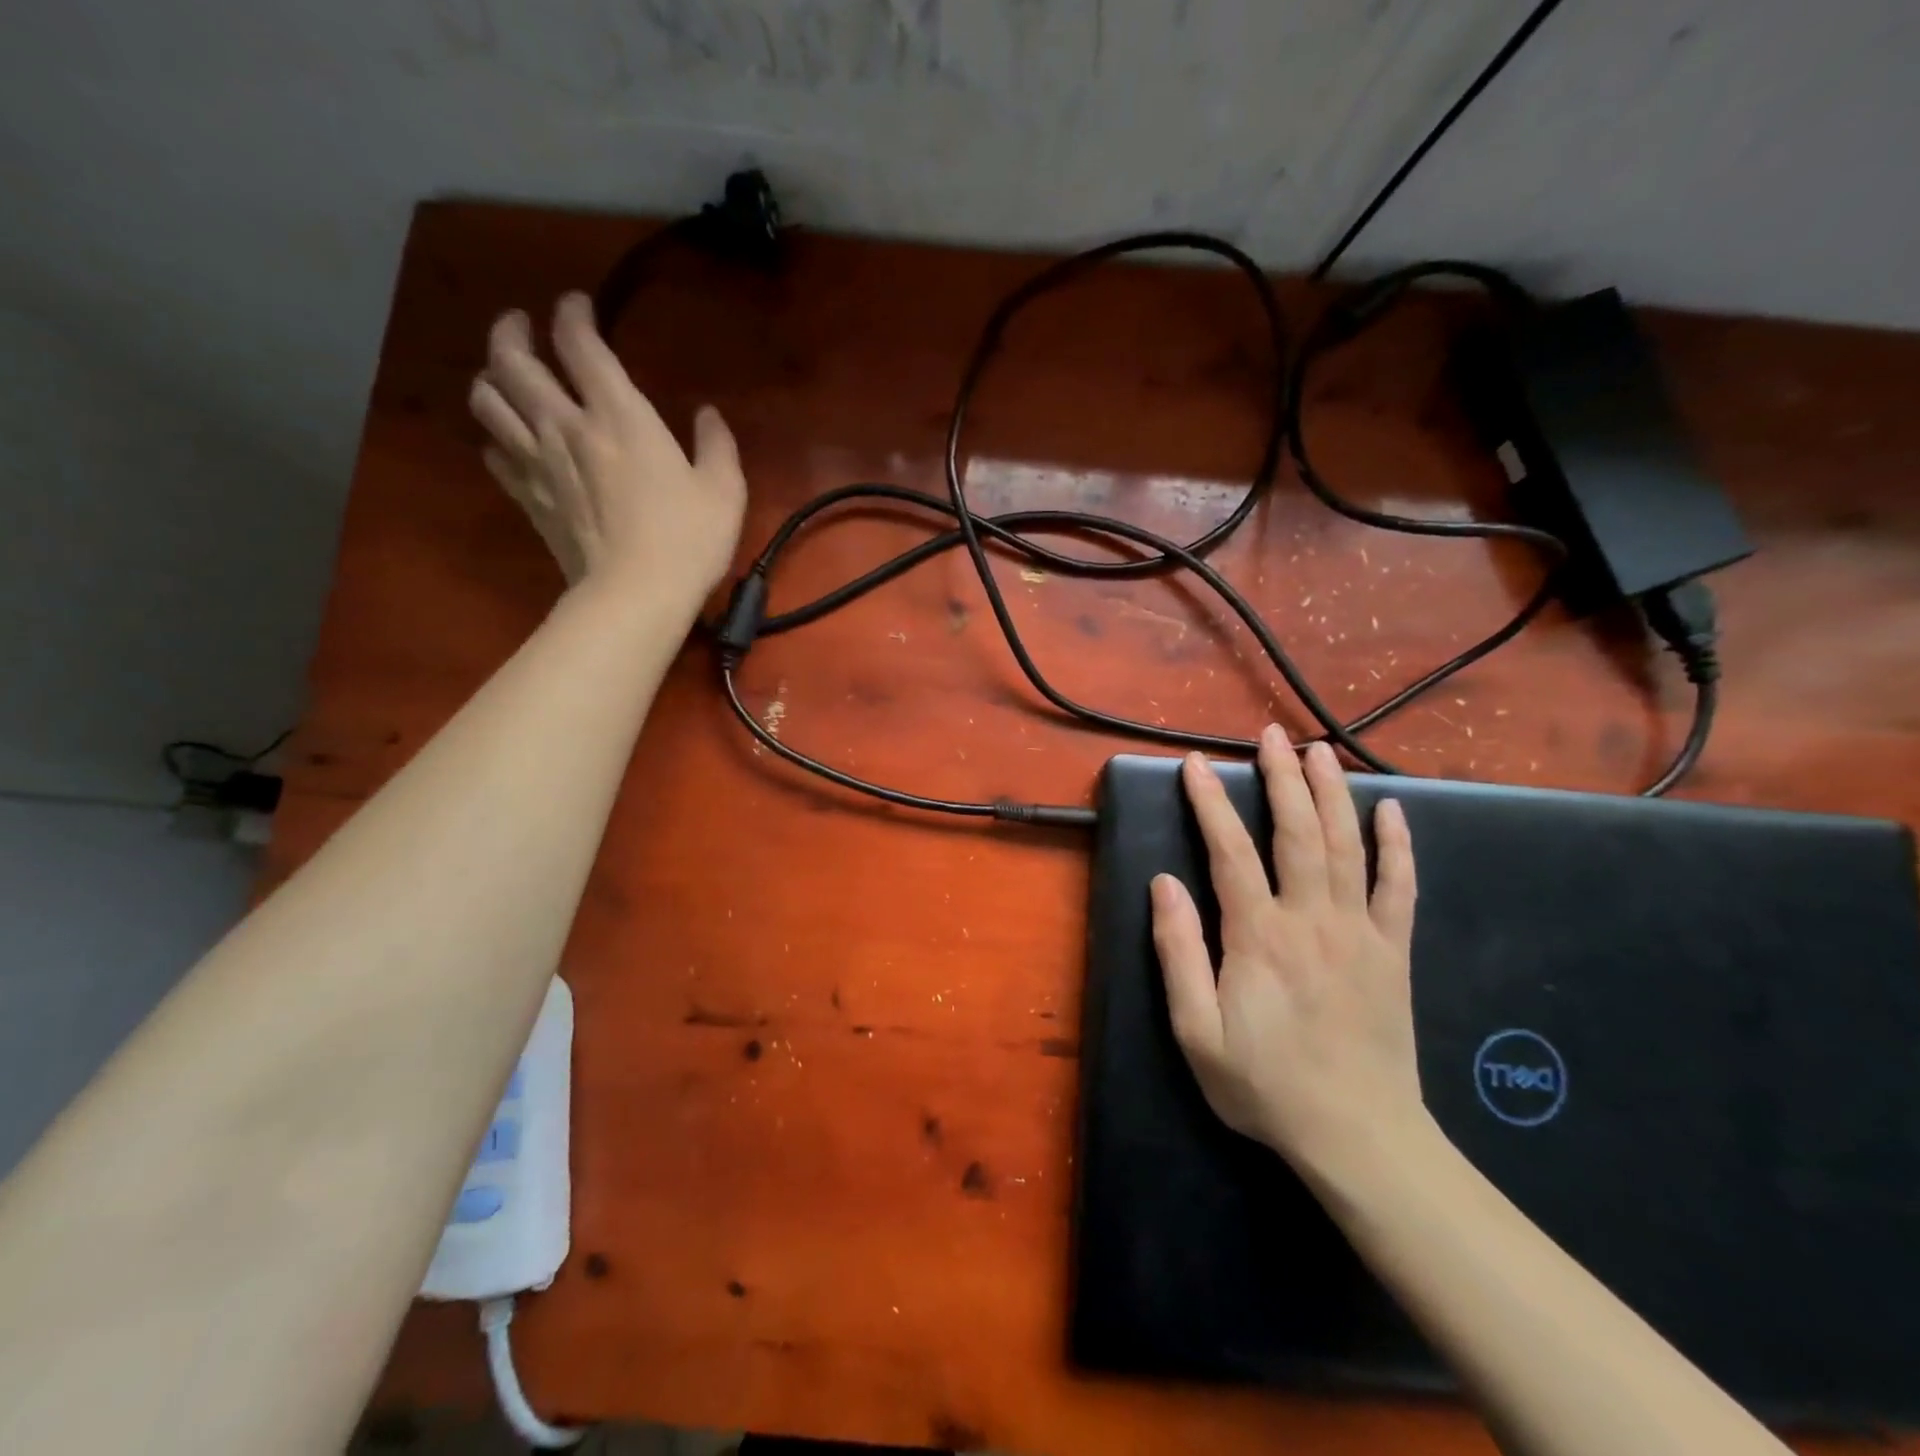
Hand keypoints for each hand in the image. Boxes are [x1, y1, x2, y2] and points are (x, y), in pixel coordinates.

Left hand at [469, 293, 746, 604]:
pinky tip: (511, 442)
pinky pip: (494, 453)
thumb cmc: (688, 540)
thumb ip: (716, 444)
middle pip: (513, 359)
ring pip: (488, 399)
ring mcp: (539, 462)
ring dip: (492, 378)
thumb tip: (708, 415)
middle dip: (512, 331)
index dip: (572, 313)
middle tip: (521, 325)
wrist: (636, 595)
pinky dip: (497, 438)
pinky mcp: (528, 498)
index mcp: (619, 415)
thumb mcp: (724, 490)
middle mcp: (567, 426)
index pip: (579, 342)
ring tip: (506, 377)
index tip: (577, 305)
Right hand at [1151, 726, 1426, 1185]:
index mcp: (1259, 937)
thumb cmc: (1265, 1085)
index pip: (1230, 851)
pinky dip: (1398, 846)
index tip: (1195, 764)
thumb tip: (1164, 883)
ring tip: (1320, 750)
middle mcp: (1312, 919)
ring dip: (1332, 793)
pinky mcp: (1394, 951)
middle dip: (1282, 778)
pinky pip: (1400, 888)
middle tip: (1270, 736)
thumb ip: (1178, 952)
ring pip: (1348, 846)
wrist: (1360, 1138)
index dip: (1210, 803)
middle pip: (1298, 832)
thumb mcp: (1197, 1031)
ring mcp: (1361, 931)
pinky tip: (1392, 811)